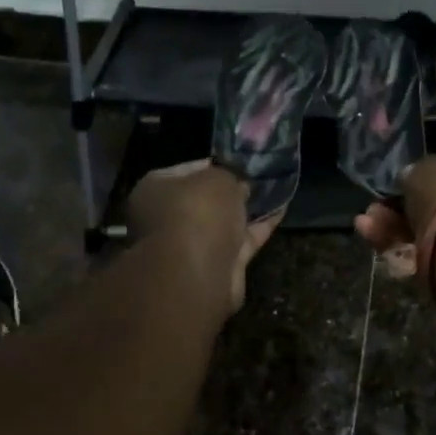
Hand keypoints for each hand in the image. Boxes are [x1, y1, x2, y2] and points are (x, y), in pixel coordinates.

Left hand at [127, 160, 280, 312]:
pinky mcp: (216, 266)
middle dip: (231, 191)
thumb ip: (229, 176)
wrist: (198, 272)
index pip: (186, 170)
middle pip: (204, 200)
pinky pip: (241, 241)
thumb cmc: (197, 212)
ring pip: (223, 223)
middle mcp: (167, 219)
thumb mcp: (217, 177)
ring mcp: (191, 246)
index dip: (214, 164)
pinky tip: (280, 211)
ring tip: (275, 191)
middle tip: (257, 178)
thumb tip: (238, 186)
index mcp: (154, 191)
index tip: (238, 162)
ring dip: (246, 211)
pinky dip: (259, 228)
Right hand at [353, 154, 435, 280]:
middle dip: (402, 208)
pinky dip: (405, 249)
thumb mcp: (423, 168)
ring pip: (432, 229)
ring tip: (365, 225)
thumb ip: (416, 173)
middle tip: (373, 211)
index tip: (398, 185)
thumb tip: (411, 179)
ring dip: (395, 227)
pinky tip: (378, 244)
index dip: (422, 178)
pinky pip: (432, 253)